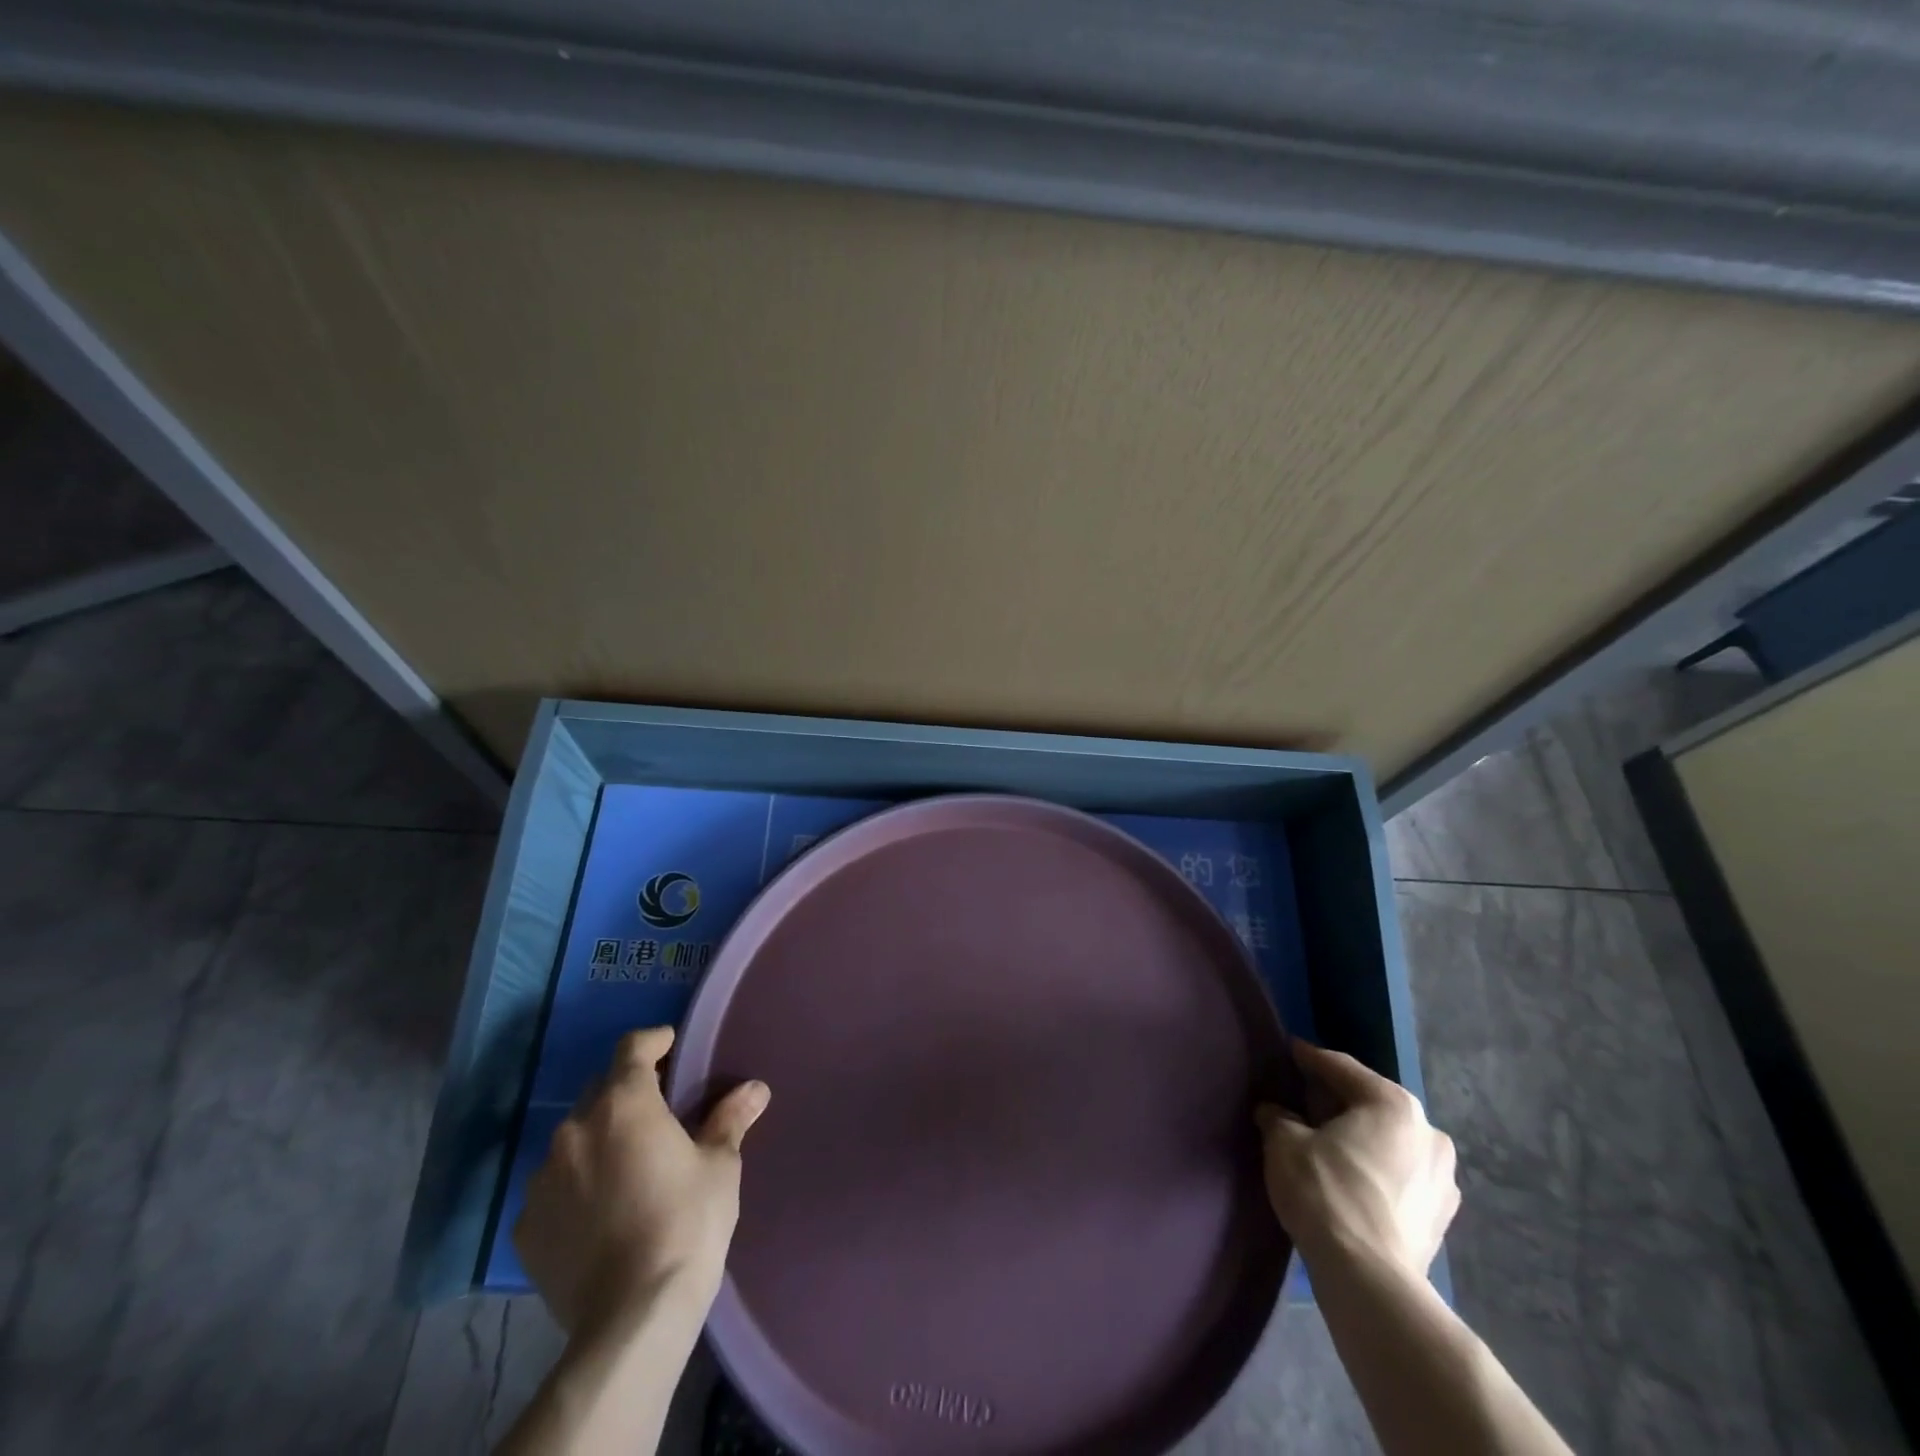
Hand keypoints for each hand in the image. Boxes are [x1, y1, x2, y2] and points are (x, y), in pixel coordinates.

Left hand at [513, 1025, 769, 1333]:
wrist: (631, 1317)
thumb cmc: (686, 1224)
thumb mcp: (719, 1167)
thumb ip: (730, 1120)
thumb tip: (755, 1090)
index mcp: (625, 1104)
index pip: (632, 1048)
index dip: (654, 1041)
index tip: (670, 1044)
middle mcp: (575, 1130)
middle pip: (601, 1090)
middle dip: (627, 1090)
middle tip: (657, 1110)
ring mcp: (543, 1179)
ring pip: (573, 1139)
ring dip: (599, 1139)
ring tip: (626, 1164)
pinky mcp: (526, 1225)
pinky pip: (553, 1187)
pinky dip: (576, 1185)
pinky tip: (599, 1211)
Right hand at [1256, 1039, 1457, 1277]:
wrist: (1370, 1280)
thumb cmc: (1325, 1192)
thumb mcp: (1284, 1142)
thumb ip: (1278, 1117)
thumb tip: (1275, 1113)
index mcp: (1393, 1104)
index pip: (1341, 1068)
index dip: (1310, 1058)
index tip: (1290, 1051)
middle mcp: (1428, 1133)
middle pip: (1371, 1104)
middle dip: (1337, 1102)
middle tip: (1303, 1101)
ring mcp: (1443, 1179)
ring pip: (1390, 1142)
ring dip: (1360, 1138)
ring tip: (1327, 1144)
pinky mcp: (1442, 1218)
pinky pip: (1400, 1177)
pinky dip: (1376, 1171)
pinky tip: (1351, 1180)